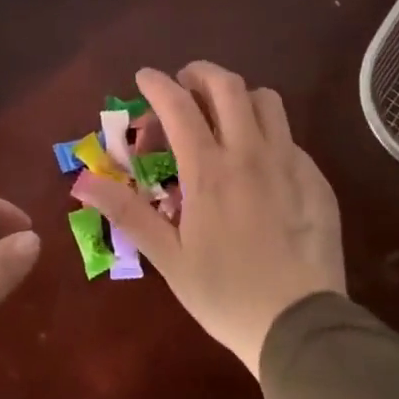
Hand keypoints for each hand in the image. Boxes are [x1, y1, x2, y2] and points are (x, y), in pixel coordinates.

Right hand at [75, 62, 345, 375]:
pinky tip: (260, 164)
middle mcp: (251, 153)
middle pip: (228, 86)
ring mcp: (290, 163)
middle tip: (184, 85)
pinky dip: (267, 133)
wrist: (300, 325)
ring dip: (239, 97)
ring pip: (267, 101)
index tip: (144, 76)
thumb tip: (82, 182)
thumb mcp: (168, 257)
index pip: (179, 106)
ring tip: (224, 116)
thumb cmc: (224, 294)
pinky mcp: (316, 179)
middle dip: (200, 73)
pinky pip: (290, 137)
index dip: (157, 83)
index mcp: (209, 171)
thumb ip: (127, 213)